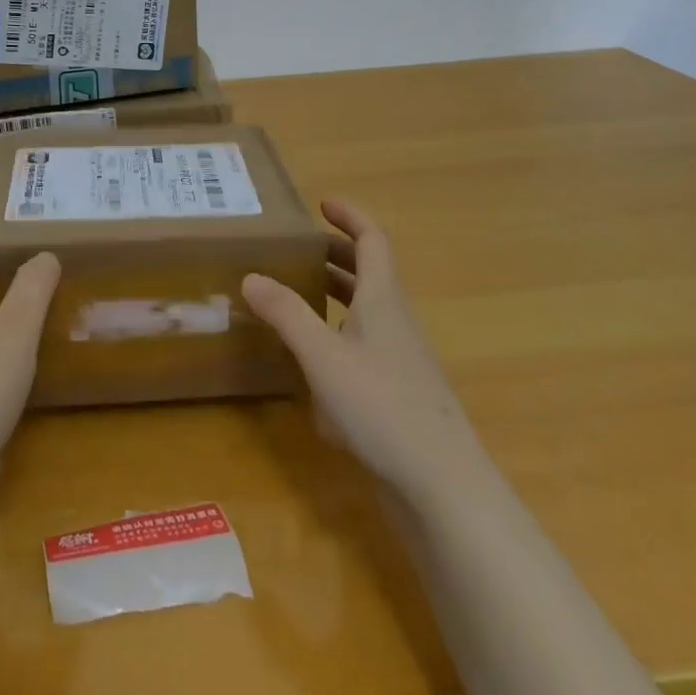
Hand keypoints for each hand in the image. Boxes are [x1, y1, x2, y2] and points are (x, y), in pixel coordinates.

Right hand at [242, 199, 483, 496]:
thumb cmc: (383, 408)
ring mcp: (400, 361)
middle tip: (297, 249)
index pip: (373, 240)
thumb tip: (251, 275)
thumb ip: (286, 313)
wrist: (443, 490)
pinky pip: (364, 346)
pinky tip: (310, 361)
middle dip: (335, 254)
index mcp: (383, 300)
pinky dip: (337, 335)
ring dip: (335, 294)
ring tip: (295, 293)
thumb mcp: (323, 356)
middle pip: (370, 273)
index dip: (350, 216)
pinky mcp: (397, 395)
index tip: (321, 204)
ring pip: (366, 311)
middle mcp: (395, 322)